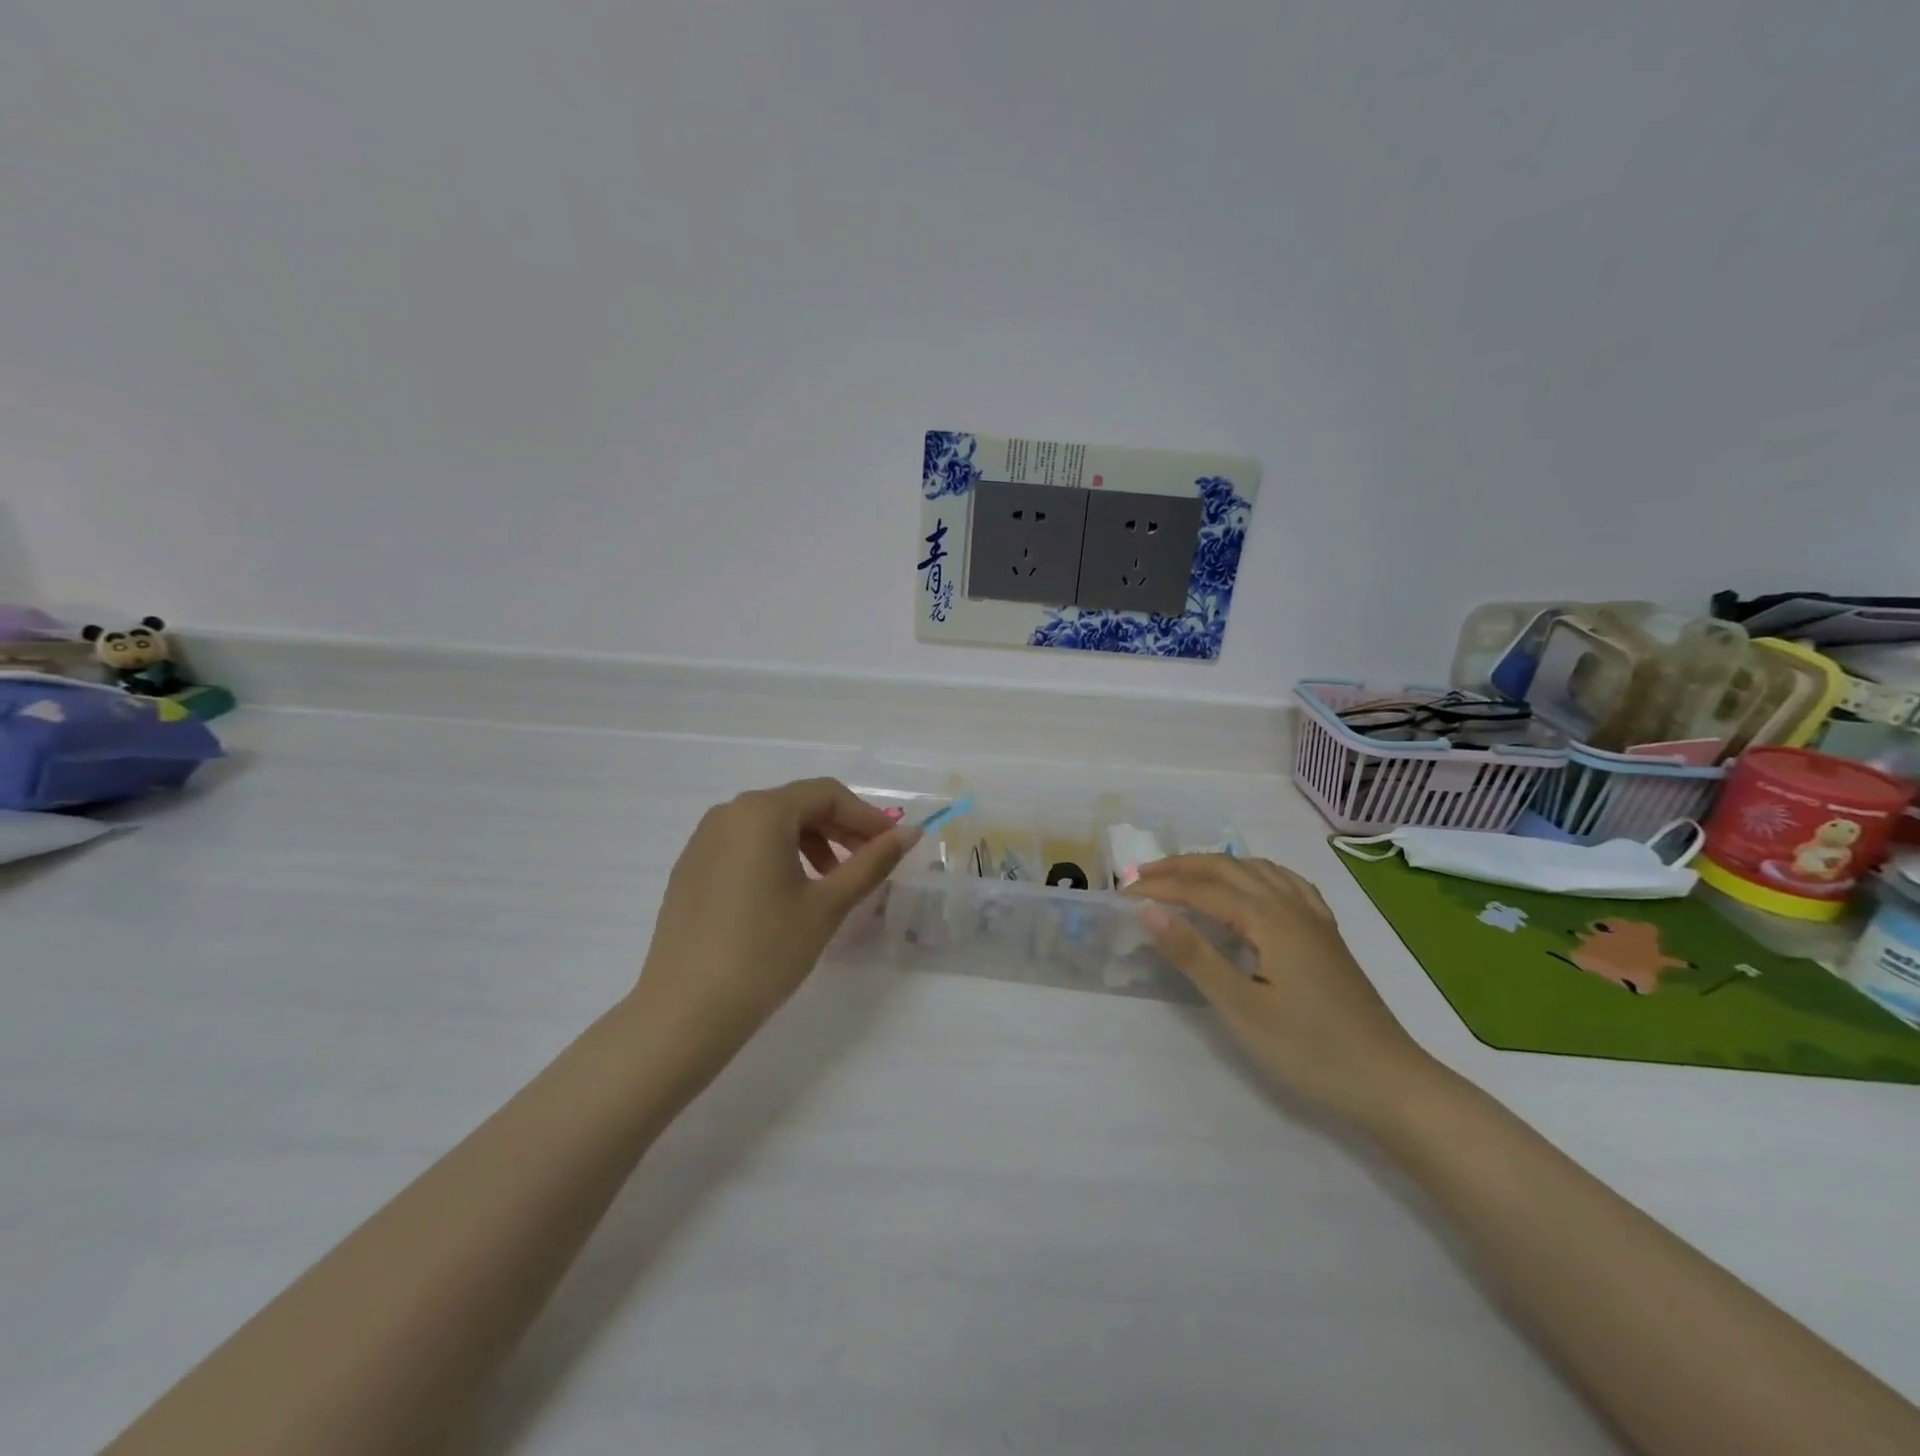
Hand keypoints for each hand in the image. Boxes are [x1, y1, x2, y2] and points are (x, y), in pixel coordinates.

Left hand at [631, 778, 917, 1066]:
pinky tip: (788, 895)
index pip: (827, 795)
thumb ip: (872, 862)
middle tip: (868, 863)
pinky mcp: (690, 868)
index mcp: (762, 812)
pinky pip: (744, 846)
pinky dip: (777, 857)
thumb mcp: (828, 905)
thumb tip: (910, 834)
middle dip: (839, 829)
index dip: (866, 816)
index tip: (892, 845)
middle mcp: (728, 814)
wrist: (685, 1011)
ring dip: (810, 843)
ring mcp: (702, 840)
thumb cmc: (766, 951)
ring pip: (770, 825)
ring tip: (831, 882)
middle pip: (797, 805)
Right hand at [1127, 855, 1438, 1124]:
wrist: (1389, 1083)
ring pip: (1258, 870)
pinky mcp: (1327, 936)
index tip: (1122, 895)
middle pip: (1229, 868)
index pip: (1202, 889)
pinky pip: (1286, 884)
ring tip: (1184, 877)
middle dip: (1182, 867)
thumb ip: (1194, 954)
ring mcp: (1314, 919)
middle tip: (1142, 878)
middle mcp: (1291, 906)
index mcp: (1269, 918)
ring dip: (1216, 866)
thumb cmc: (1309, 1050)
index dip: (1160, 888)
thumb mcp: (1241, 1007)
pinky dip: (1255, 874)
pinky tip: (1252, 887)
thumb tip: (1148, 910)